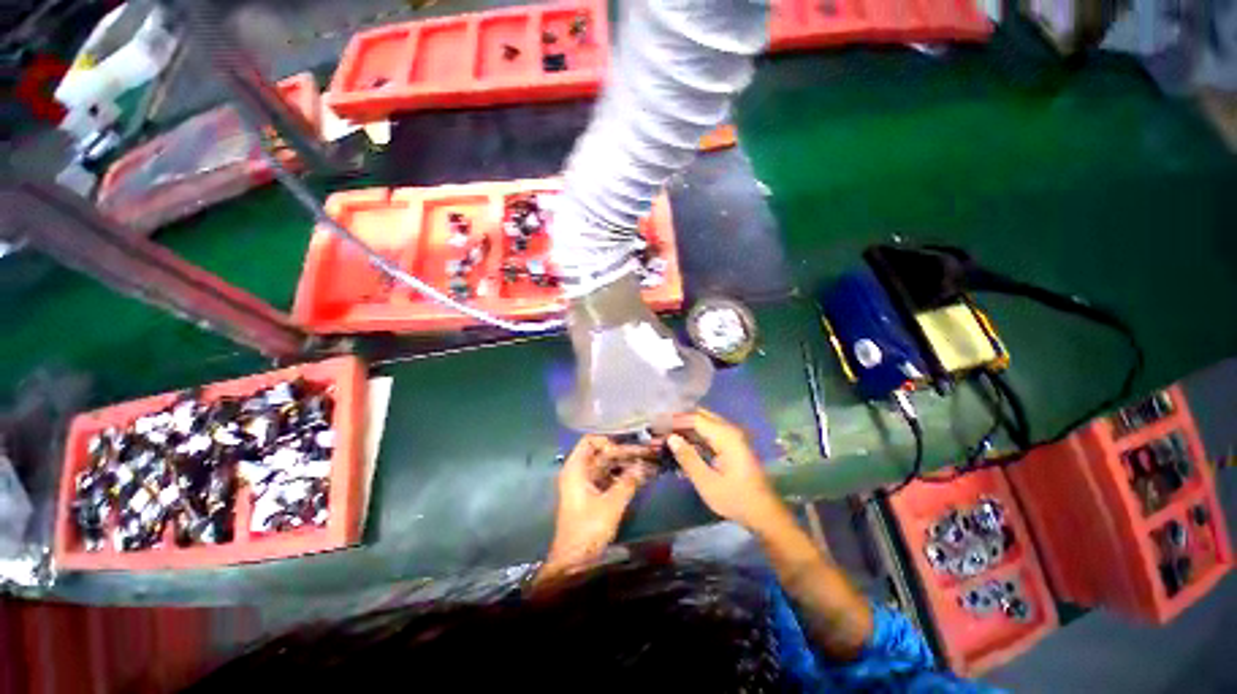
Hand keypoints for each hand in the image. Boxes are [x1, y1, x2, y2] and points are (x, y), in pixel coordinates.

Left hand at [542, 436, 656, 578]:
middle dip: (626, 453)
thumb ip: (628, 482)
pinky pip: (610, 479)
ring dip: (628, 465)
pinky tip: (643, 477)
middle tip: (649, 452)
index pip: (590, 441)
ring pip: (609, 466)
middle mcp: (580, 472)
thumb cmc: (588, 528)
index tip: (626, 449)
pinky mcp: (594, 495)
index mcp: (577, 469)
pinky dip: (624, 477)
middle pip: (603, 453)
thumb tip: (644, 466)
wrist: (574, 561)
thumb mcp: (611, 504)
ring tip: (650, 464)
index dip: (608, 441)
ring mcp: (587, 484)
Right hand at [668, 409, 785, 530]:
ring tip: (667, 435)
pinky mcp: (732, 446)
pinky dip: (695, 436)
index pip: (695, 418)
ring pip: (704, 424)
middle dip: (679, 421)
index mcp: (726, 436)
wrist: (764, 513)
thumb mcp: (707, 482)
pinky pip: (710, 434)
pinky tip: (682, 444)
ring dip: (686, 428)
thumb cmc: (735, 499)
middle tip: (660, 428)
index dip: (675, 420)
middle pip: (700, 417)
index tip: (656, 424)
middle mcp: (730, 431)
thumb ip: (688, 457)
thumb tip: (671, 438)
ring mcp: (732, 437)